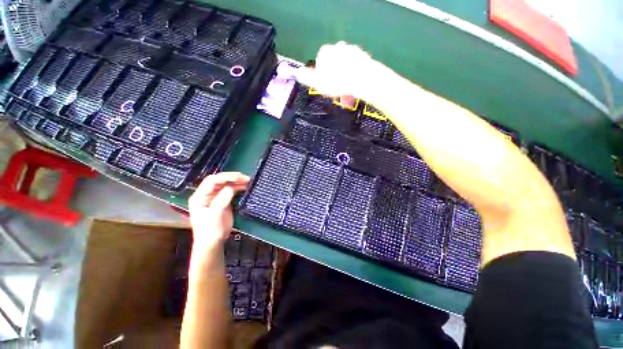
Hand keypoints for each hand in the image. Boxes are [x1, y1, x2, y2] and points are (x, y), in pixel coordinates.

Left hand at [188, 172, 249, 251]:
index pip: (212, 181)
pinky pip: (230, 190)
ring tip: (247, 181)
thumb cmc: (210, 231)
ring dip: (236, 181)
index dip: (226, 177)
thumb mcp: (215, 215)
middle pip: (219, 180)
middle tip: (245, 178)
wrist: (212, 243)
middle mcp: (206, 194)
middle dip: (232, 177)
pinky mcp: (222, 200)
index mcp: (200, 197)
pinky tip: (244, 187)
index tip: (239, 177)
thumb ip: (222, 200)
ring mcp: (214, 197)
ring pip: (225, 184)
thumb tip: (232, 187)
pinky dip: (238, 187)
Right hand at [295, 42, 384, 99]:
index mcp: (326, 52)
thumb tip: (297, 73)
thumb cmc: (338, 83)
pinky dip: (354, 77)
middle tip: (336, 91)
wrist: (363, 79)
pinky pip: (355, 68)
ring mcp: (352, 50)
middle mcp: (338, 47)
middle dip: (334, 77)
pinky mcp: (364, 57)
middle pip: (333, 64)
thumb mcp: (318, 83)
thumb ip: (307, 78)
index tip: (325, 85)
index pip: (320, 61)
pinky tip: (354, 88)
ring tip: (346, 94)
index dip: (321, 75)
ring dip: (344, 79)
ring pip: (345, 66)